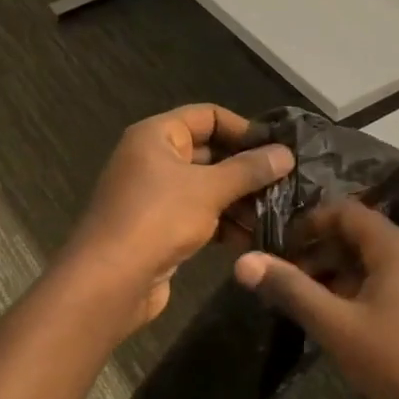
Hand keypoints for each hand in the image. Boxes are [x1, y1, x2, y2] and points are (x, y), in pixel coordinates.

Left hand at [64, 104, 293, 326]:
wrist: (109, 282)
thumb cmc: (157, 219)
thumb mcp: (209, 189)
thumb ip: (249, 169)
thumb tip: (287, 154)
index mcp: (157, 136)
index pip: (208, 116)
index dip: (244, 128)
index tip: (278, 148)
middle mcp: (154, 160)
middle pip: (210, 153)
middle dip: (248, 169)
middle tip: (288, 183)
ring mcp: (156, 196)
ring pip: (208, 188)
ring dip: (241, 200)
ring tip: (280, 214)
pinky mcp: (161, 229)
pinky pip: (201, 216)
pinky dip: (226, 224)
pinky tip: (257, 238)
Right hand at [232, 201, 398, 398]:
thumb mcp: (337, 326)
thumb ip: (291, 289)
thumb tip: (243, 261)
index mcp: (396, 247)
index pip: (346, 211)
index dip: (310, 223)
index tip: (281, 248)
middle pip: (363, 235)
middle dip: (323, 252)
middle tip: (291, 282)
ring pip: (380, 261)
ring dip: (344, 274)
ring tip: (316, 306)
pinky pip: (398, 281)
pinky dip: (368, 289)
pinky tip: (353, 323)